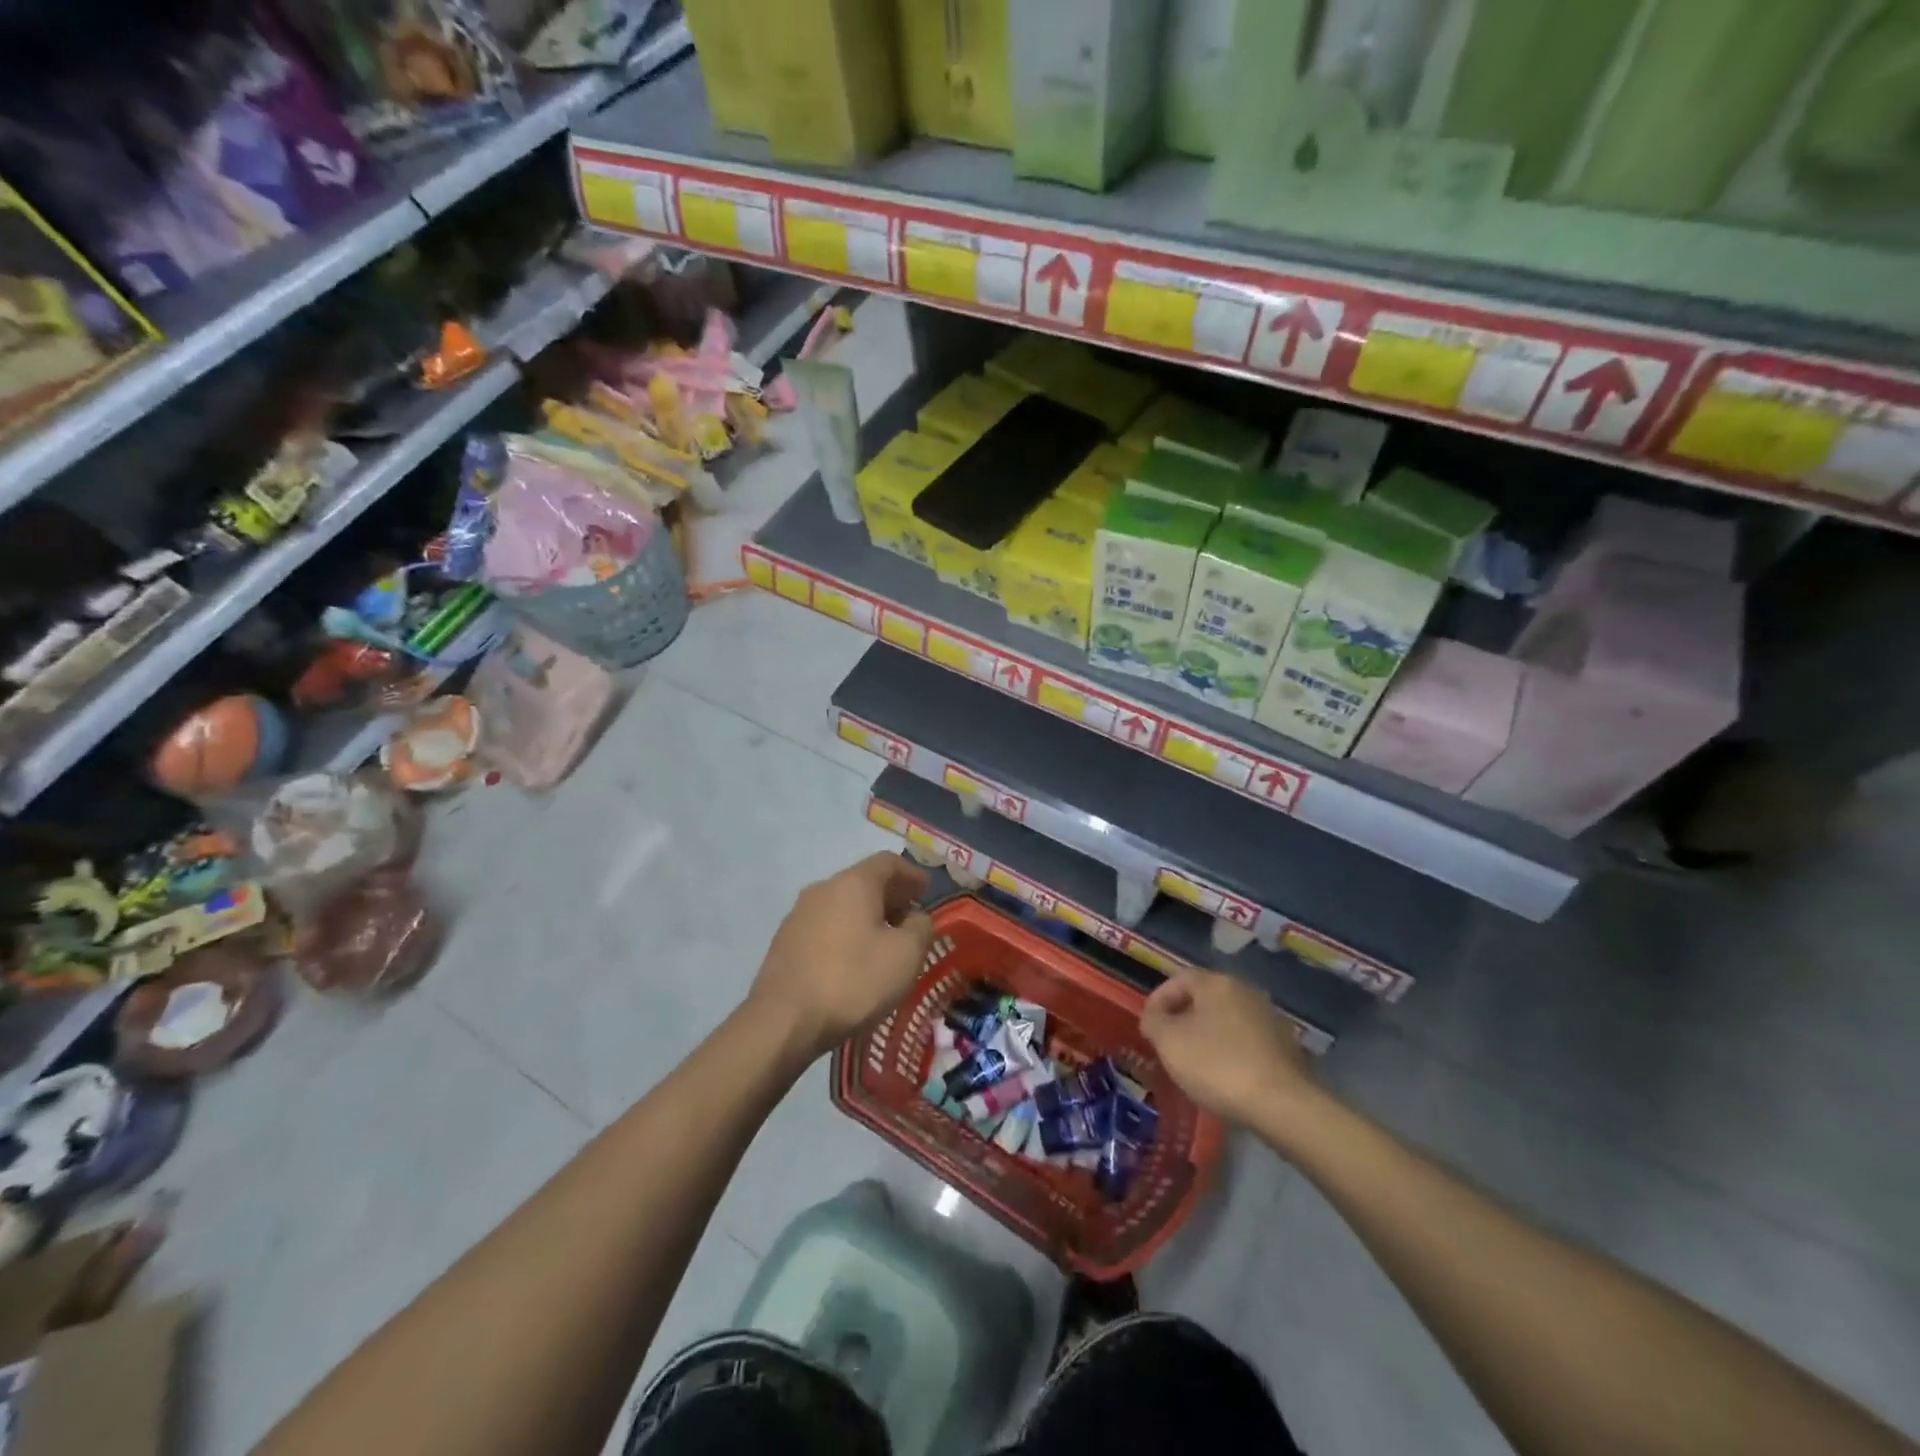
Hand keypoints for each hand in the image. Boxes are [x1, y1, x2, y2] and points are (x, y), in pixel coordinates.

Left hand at [749, 854, 934, 1063]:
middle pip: (863, 881)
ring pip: (842, 905)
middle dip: (890, 896)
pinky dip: (846, 933)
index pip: (887, 862)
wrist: (783, 1021)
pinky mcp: (784, 942)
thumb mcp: (906, 955)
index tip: (926, 891)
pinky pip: (824, 926)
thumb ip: (921, 927)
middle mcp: (822, 889)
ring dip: (867, 916)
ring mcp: (798, 915)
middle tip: (910, 918)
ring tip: (884, 942)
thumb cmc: (853, 981)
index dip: (911, 873)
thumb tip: (915, 918)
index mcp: (853, 883)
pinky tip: (854, 960)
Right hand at [1141, 970, 1317, 1130]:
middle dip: (1182, 1018)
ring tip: (1193, 1064)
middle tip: (1167, 1044)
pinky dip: (1229, 1052)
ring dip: (1206, 1036)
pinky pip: (1246, 1041)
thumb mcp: (1169, 1042)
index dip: (1157, 1001)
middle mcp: (1245, 991)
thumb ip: (1154, 1022)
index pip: (1177, 980)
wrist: (1283, 1105)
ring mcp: (1269, 1018)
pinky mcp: (1286, 1046)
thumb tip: (1154, 1017)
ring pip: (1225, 1020)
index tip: (1147, 1028)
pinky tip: (1224, 1076)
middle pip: (1203, 998)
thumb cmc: (1217, 1066)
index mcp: (1216, 982)